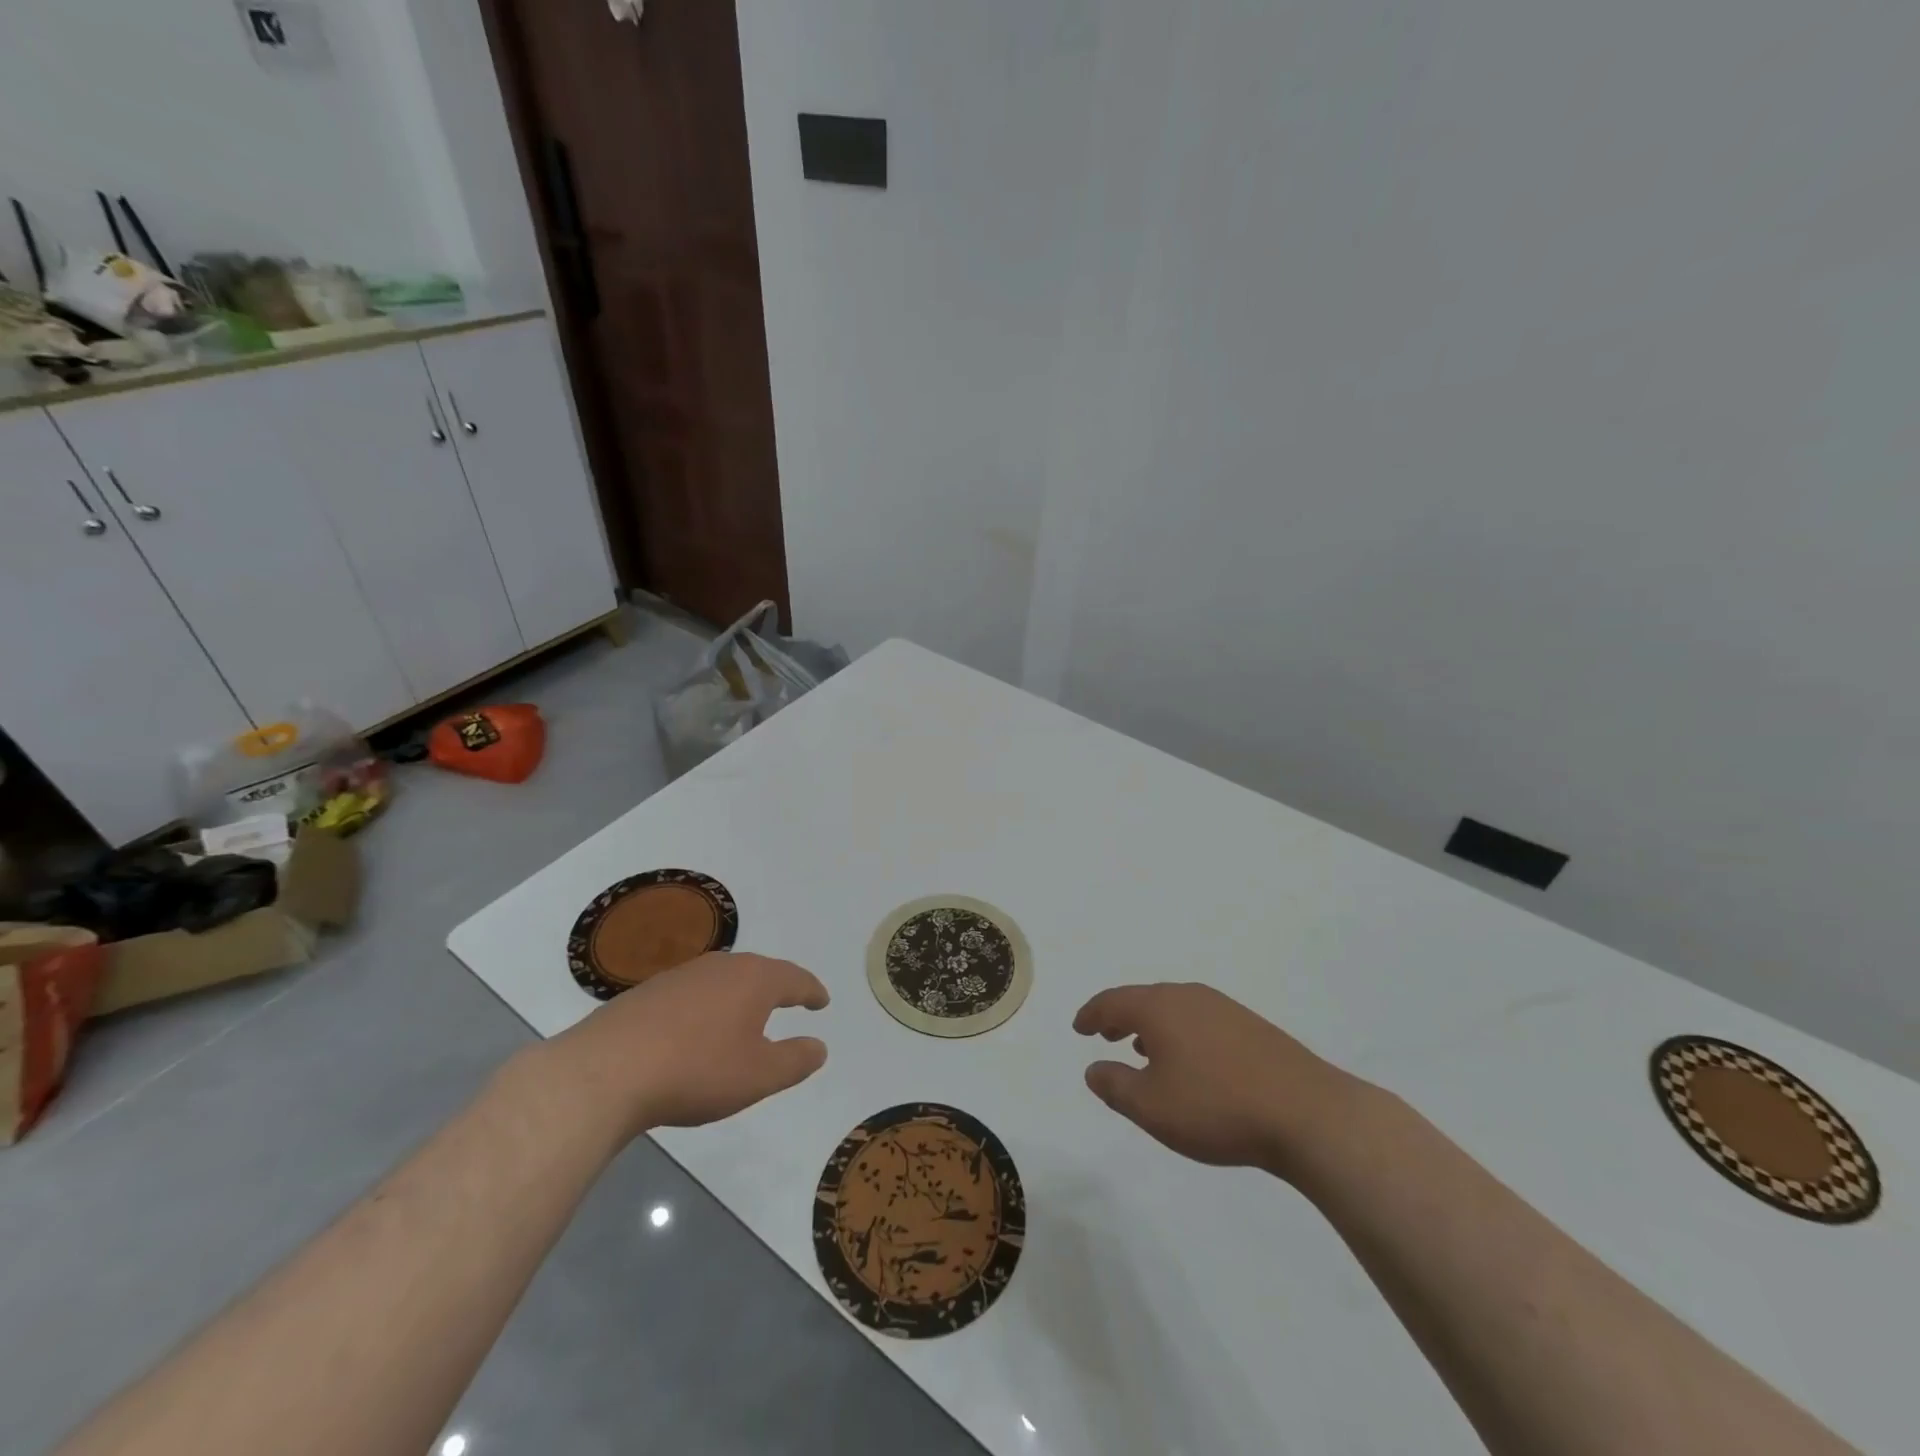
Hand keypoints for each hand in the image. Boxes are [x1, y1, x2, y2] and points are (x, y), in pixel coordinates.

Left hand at [546, 952, 828, 1140]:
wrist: (607, 1071)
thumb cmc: (697, 1070)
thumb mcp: (759, 1076)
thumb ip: (795, 1060)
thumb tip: (819, 1046)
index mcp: (754, 979)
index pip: (794, 979)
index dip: (811, 990)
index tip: (822, 1000)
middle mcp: (721, 966)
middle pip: (759, 971)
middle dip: (777, 986)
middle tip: (791, 1000)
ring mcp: (681, 976)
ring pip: (723, 979)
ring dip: (740, 994)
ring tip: (747, 1014)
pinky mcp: (648, 992)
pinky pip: (693, 992)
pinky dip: (708, 1005)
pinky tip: (698, 1028)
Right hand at [1074, 982, 1358, 1176]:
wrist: (1307, 1113)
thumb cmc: (1216, 1107)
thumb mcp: (1151, 1107)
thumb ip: (1115, 1085)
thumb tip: (1093, 1068)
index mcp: (1159, 1007)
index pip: (1113, 1001)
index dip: (1091, 1014)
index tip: (1079, 1027)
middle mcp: (1188, 996)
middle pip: (1143, 999)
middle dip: (1120, 1015)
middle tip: (1104, 1032)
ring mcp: (1223, 1008)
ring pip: (1173, 1008)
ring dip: (1151, 1025)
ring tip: (1141, 1047)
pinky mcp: (1251, 1027)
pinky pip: (1198, 1019)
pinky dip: (1179, 1032)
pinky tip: (1188, 1060)